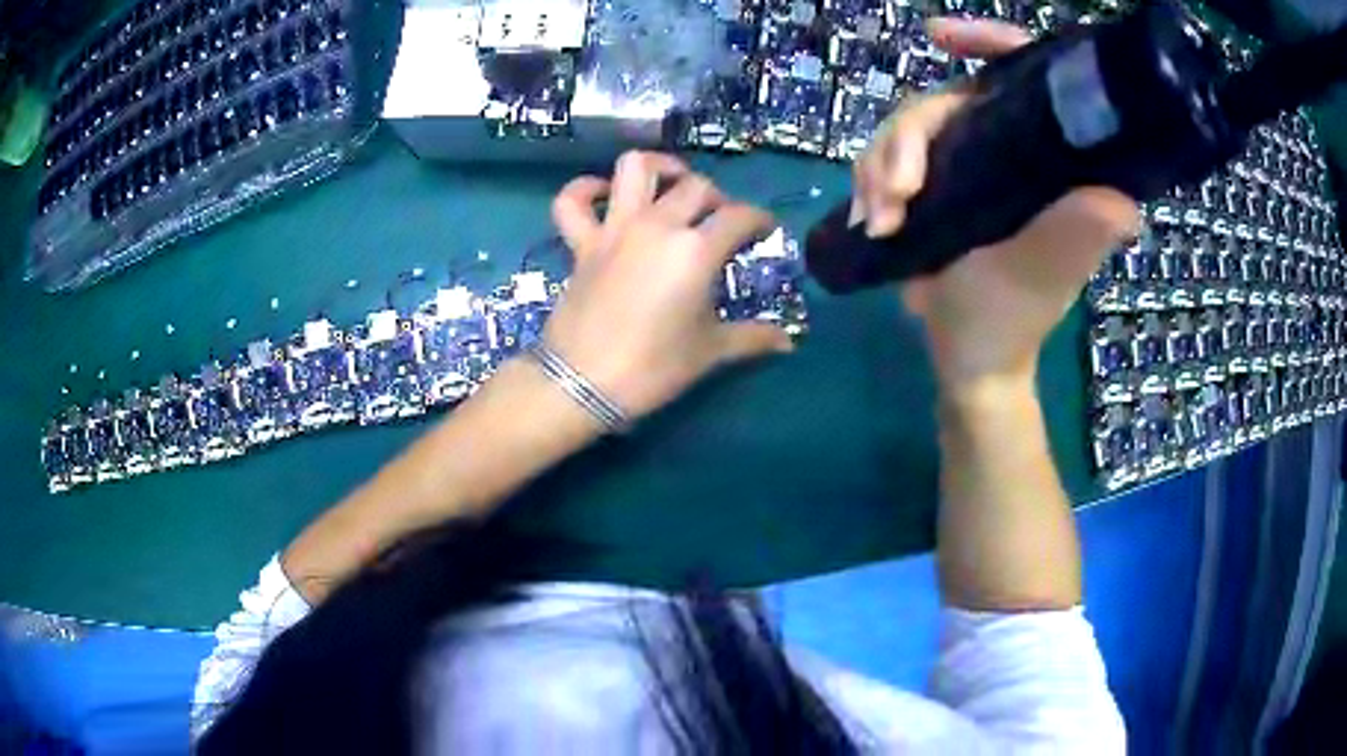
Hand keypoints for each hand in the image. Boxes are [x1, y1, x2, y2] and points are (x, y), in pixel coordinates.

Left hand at [542, 151, 793, 419]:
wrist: (581, 383)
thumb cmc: (653, 368)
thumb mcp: (709, 352)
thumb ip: (752, 338)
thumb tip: (788, 341)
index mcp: (695, 250)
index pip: (740, 216)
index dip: (760, 220)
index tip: (765, 232)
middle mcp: (657, 225)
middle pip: (696, 186)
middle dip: (718, 198)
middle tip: (722, 222)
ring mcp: (614, 229)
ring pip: (635, 168)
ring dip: (659, 167)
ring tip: (672, 184)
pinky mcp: (581, 242)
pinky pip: (572, 200)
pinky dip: (585, 190)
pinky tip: (605, 195)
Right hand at [855, 18, 1138, 392]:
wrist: (968, 358)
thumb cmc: (1010, 320)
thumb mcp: (1042, 276)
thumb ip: (1076, 235)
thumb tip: (1123, 204)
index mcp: (1051, 160)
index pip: (1026, 74)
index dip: (989, 41)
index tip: (938, 37)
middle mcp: (1011, 149)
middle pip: (949, 98)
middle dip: (908, 137)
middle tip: (893, 195)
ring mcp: (971, 164)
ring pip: (911, 127)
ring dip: (879, 166)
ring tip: (876, 222)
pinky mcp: (939, 184)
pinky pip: (890, 157)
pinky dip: (871, 182)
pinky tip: (868, 220)